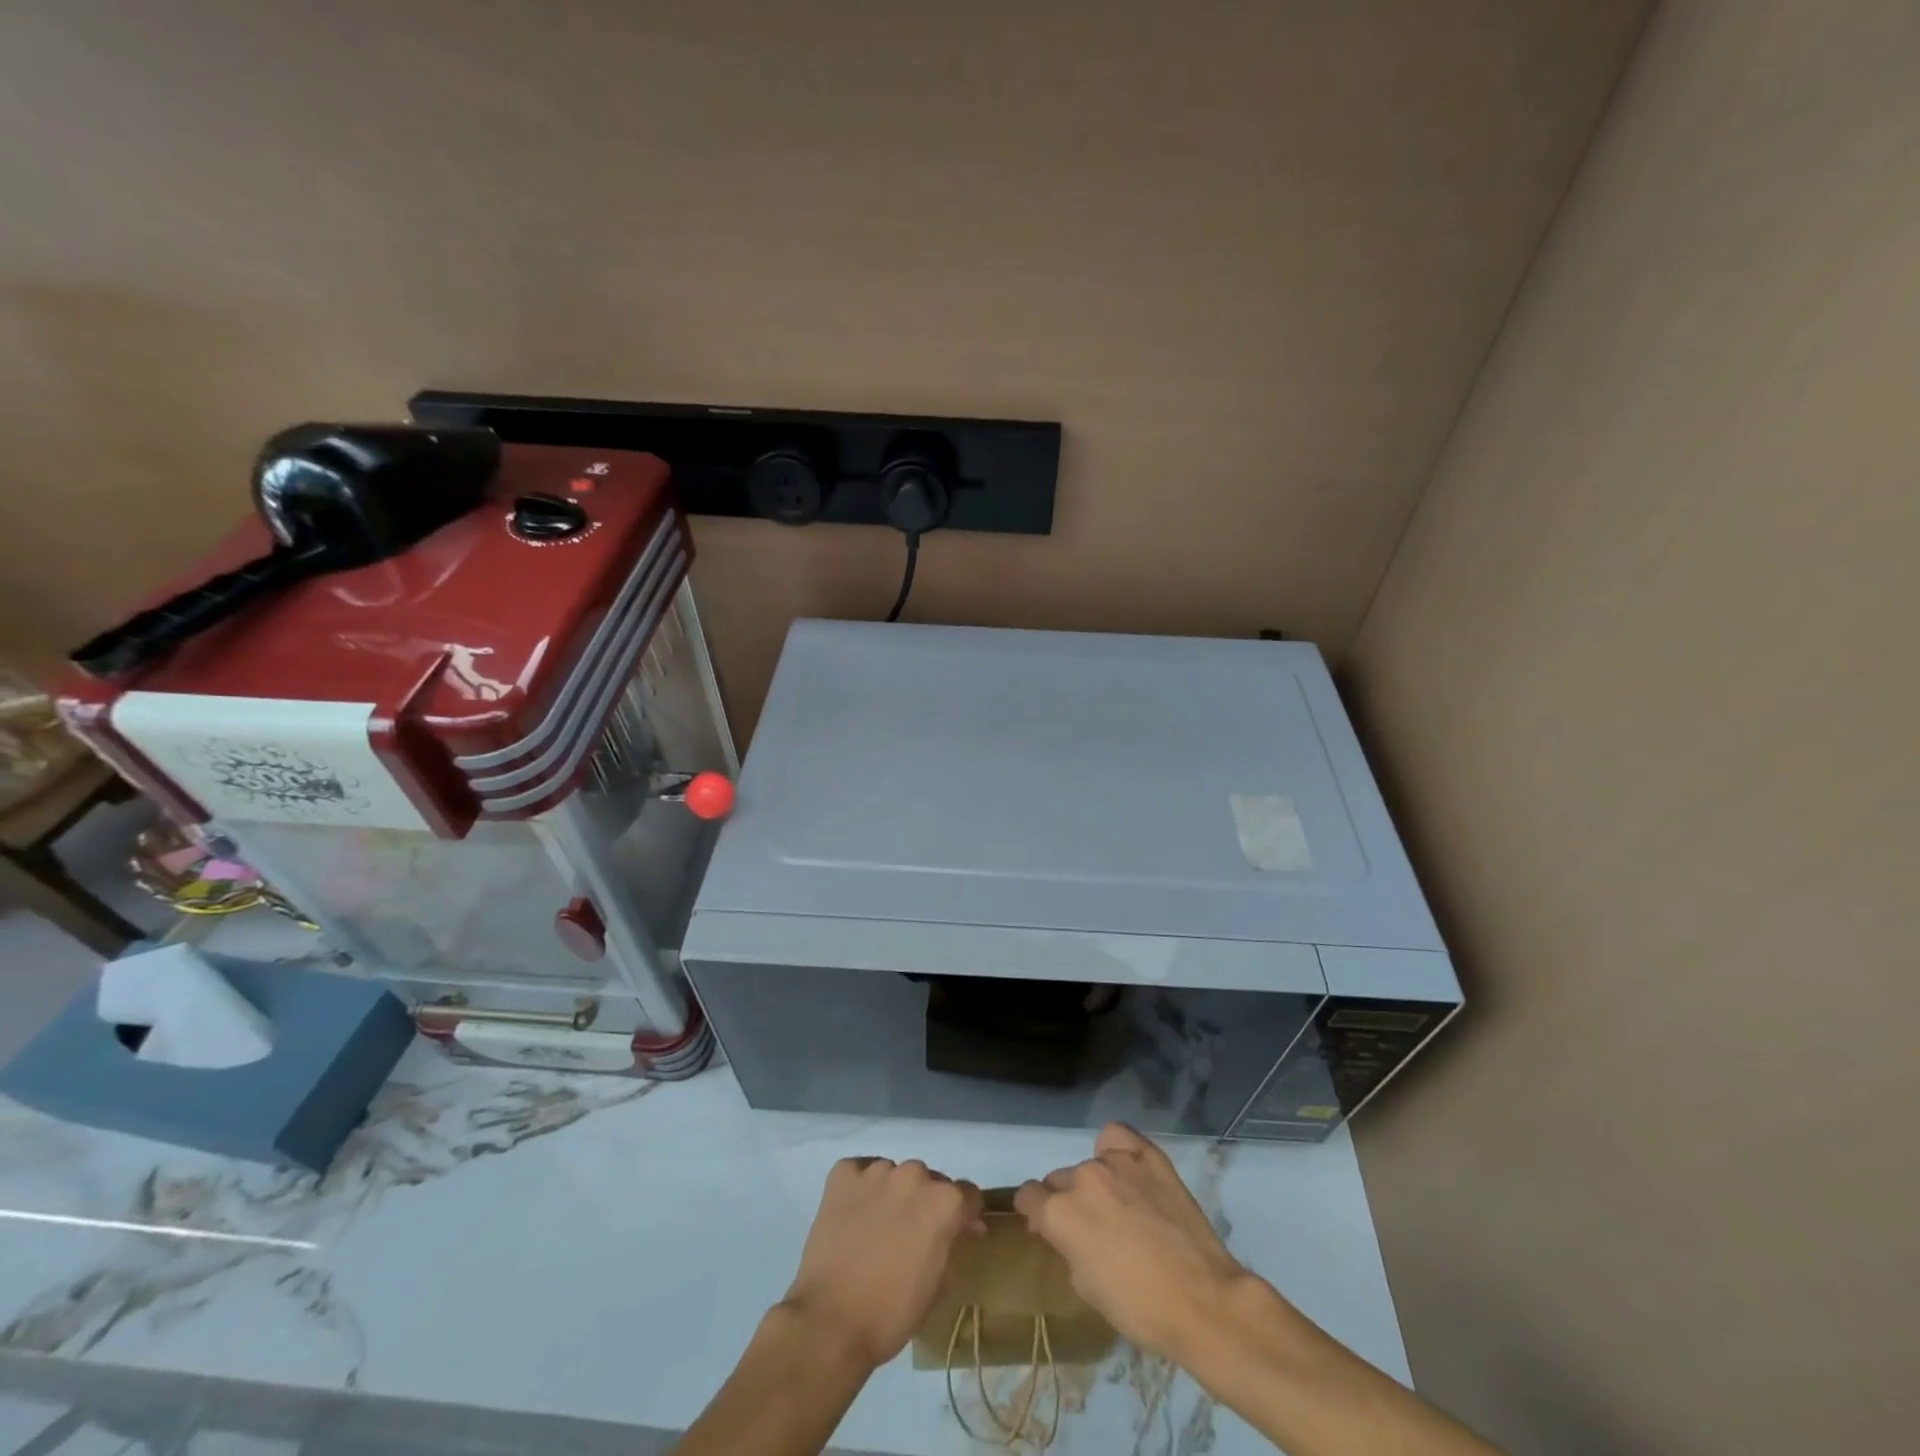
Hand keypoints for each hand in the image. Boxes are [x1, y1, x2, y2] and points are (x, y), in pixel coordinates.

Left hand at [781, 1157, 984, 1369]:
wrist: (829, 1322)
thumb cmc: (891, 1314)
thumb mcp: (938, 1286)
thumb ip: (951, 1245)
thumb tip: (959, 1229)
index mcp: (944, 1202)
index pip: (968, 1194)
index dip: (965, 1215)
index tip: (957, 1233)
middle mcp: (914, 1175)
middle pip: (929, 1182)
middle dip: (925, 1204)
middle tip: (911, 1236)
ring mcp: (876, 1171)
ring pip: (894, 1175)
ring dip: (893, 1195)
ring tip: (878, 1227)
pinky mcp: (843, 1174)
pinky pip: (860, 1172)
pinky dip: (861, 1188)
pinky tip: (854, 1215)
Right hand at [1016, 1123, 1253, 1358]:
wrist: (1202, 1300)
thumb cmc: (1139, 1308)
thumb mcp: (1086, 1288)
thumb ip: (1067, 1248)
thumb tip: (1065, 1232)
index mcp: (1059, 1213)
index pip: (1028, 1196)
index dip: (1035, 1213)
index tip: (1046, 1228)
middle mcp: (1081, 1178)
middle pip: (1059, 1180)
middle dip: (1067, 1201)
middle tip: (1092, 1228)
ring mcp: (1115, 1162)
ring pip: (1089, 1164)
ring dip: (1095, 1183)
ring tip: (1120, 1205)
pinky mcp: (1147, 1155)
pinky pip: (1118, 1138)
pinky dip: (1116, 1150)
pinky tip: (1127, 1169)